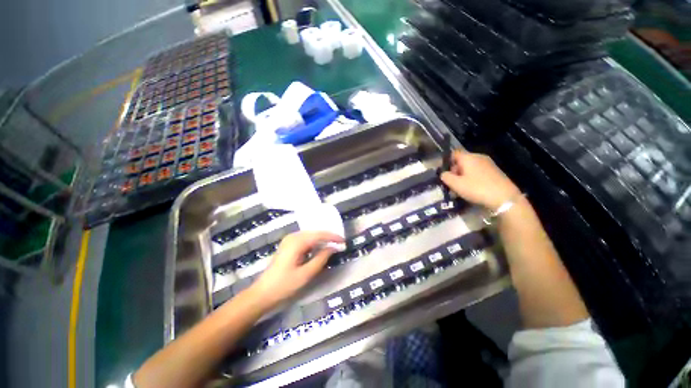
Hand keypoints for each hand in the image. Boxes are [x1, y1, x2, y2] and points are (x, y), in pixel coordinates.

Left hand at [251, 231, 343, 308]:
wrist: (262, 293)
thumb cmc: (284, 285)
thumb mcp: (306, 274)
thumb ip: (321, 258)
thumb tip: (333, 248)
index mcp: (297, 242)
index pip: (319, 235)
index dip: (333, 237)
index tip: (344, 241)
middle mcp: (293, 237)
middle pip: (315, 233)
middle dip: (328, 237)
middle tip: (340, 243)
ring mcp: (289, 240)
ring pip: (310, 235)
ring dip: (322, 239)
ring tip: (333, 244)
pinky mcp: (288, 245)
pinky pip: (305, 239)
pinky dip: (314, 242)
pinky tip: (320, 247)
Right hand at [440, 150, 520, 210]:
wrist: (505, 198)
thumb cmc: (477, 189)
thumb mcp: (456, 184)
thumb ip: (446, 177)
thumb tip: (443, 173)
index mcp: (468, 157)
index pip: (454, 153)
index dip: (447, 162)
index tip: (444, 173)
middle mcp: (479, 157)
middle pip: (462, 161)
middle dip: (455, 171)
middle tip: (452, 184)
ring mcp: (488, 164)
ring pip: (470, 167)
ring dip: (463, 176)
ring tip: (461, 189)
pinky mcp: (494, 171)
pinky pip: (478, 172)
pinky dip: (472, 178)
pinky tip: (472, 189)